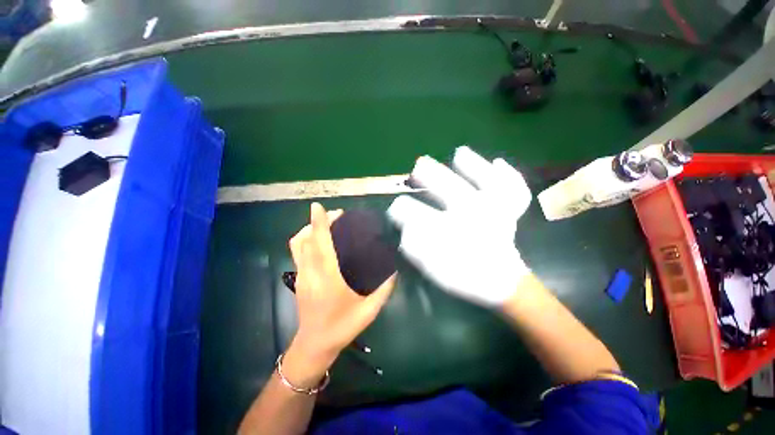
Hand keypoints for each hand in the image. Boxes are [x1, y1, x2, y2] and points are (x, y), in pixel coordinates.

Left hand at [287, 203, 395, 377]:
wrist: (315, 345)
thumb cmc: (342, 328)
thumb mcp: (369, 310)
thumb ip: (384, 289)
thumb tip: (394, 270)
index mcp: (328, 279)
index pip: (320, 245)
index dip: (318, 224)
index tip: (317, 207)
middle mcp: (311, 273)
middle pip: (306, 240)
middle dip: (318, 222)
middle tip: (337, 215)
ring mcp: (301, 276)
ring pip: (298, 244)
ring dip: (309, 229)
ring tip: (326, 224)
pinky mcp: (298, 278)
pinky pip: (297, 252)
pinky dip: (305, 239)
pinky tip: (319, 240)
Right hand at [387, 146, 531, 306]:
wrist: (501, 284)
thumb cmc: (466, 276)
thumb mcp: (437, 271)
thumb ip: (419, 252)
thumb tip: (405, 233)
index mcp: (452, 232)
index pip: (421, 216)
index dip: (405, 211)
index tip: (395, 207)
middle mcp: (474, 216)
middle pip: (451, 189)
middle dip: (432, 176)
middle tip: (418, 166)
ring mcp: (496, 211)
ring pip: (486, 183)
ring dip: (472, 167)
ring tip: (459, 154)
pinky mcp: (509, 212)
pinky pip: (515, 192)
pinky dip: (510, 176)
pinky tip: (498, 162)